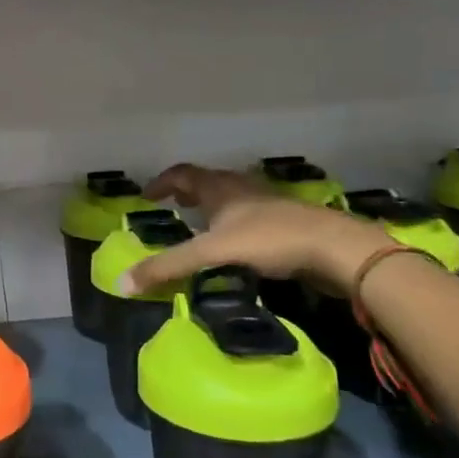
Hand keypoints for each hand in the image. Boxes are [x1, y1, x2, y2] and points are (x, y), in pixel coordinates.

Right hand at [127, 163, 390, 296]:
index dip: (162, 182)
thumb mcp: (211, 254)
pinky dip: (238, 225)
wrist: (336, 248)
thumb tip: (121, 283)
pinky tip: (240, 246)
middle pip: (209, 182)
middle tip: (174, 207)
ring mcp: (269, 204)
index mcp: (220, 188)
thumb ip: (168, 267)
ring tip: (204, 227)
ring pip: (234, 198)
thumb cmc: (269, 240)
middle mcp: (242, 189)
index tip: (147, 197)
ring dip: (215, 207)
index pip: (182, 174)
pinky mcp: (290, 222)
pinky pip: (254, 217)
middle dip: (188, 193)